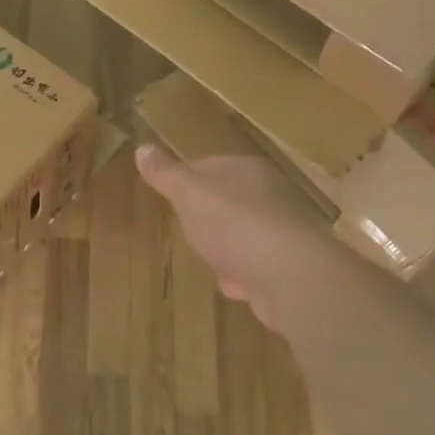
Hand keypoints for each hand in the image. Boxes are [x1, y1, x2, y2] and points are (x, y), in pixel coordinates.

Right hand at [136, 145, 335, 333]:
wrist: (292, 278)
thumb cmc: (236, 226)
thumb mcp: (190, 195)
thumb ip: (167, 175)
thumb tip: (142, 148)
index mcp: (249, 170)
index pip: (211, 165)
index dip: (187, 179)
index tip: (169, 194)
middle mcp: (272, 195)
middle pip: (230, 200)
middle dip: (208, 216)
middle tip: (186, 228)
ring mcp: (284, 233)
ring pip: (245, 234)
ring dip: (227, 248)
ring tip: (208, 258)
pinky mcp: (290, 268)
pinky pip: (257, 267)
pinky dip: (244, 275)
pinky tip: (233, 286)